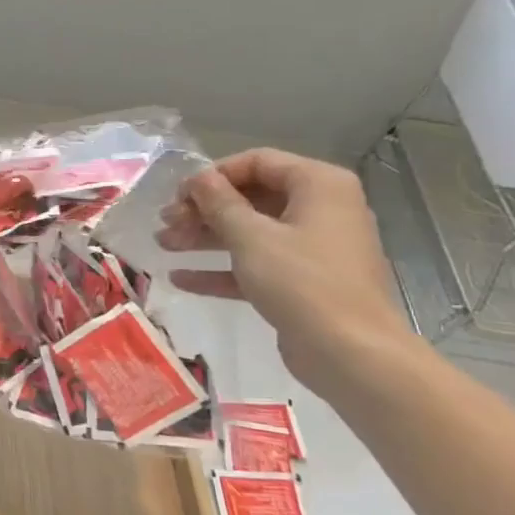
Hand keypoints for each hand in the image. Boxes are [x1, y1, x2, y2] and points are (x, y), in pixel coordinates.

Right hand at [155, 149, 412, 393]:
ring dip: (204, 237)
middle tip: (165, 222)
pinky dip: (221, 268)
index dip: (214, 175)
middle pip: (251, 197)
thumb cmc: (301, 282)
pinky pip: (256, 264)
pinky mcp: (302, 282)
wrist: (350, 353)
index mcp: (318, 186)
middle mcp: (320, 209)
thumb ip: (219, 202)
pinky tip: (180, 278)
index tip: (179, 195)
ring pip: (250, 232)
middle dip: (203, 209)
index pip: (257, 162)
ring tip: (163, 244)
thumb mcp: (250, 237)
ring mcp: (313, 248)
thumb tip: (197, 177)